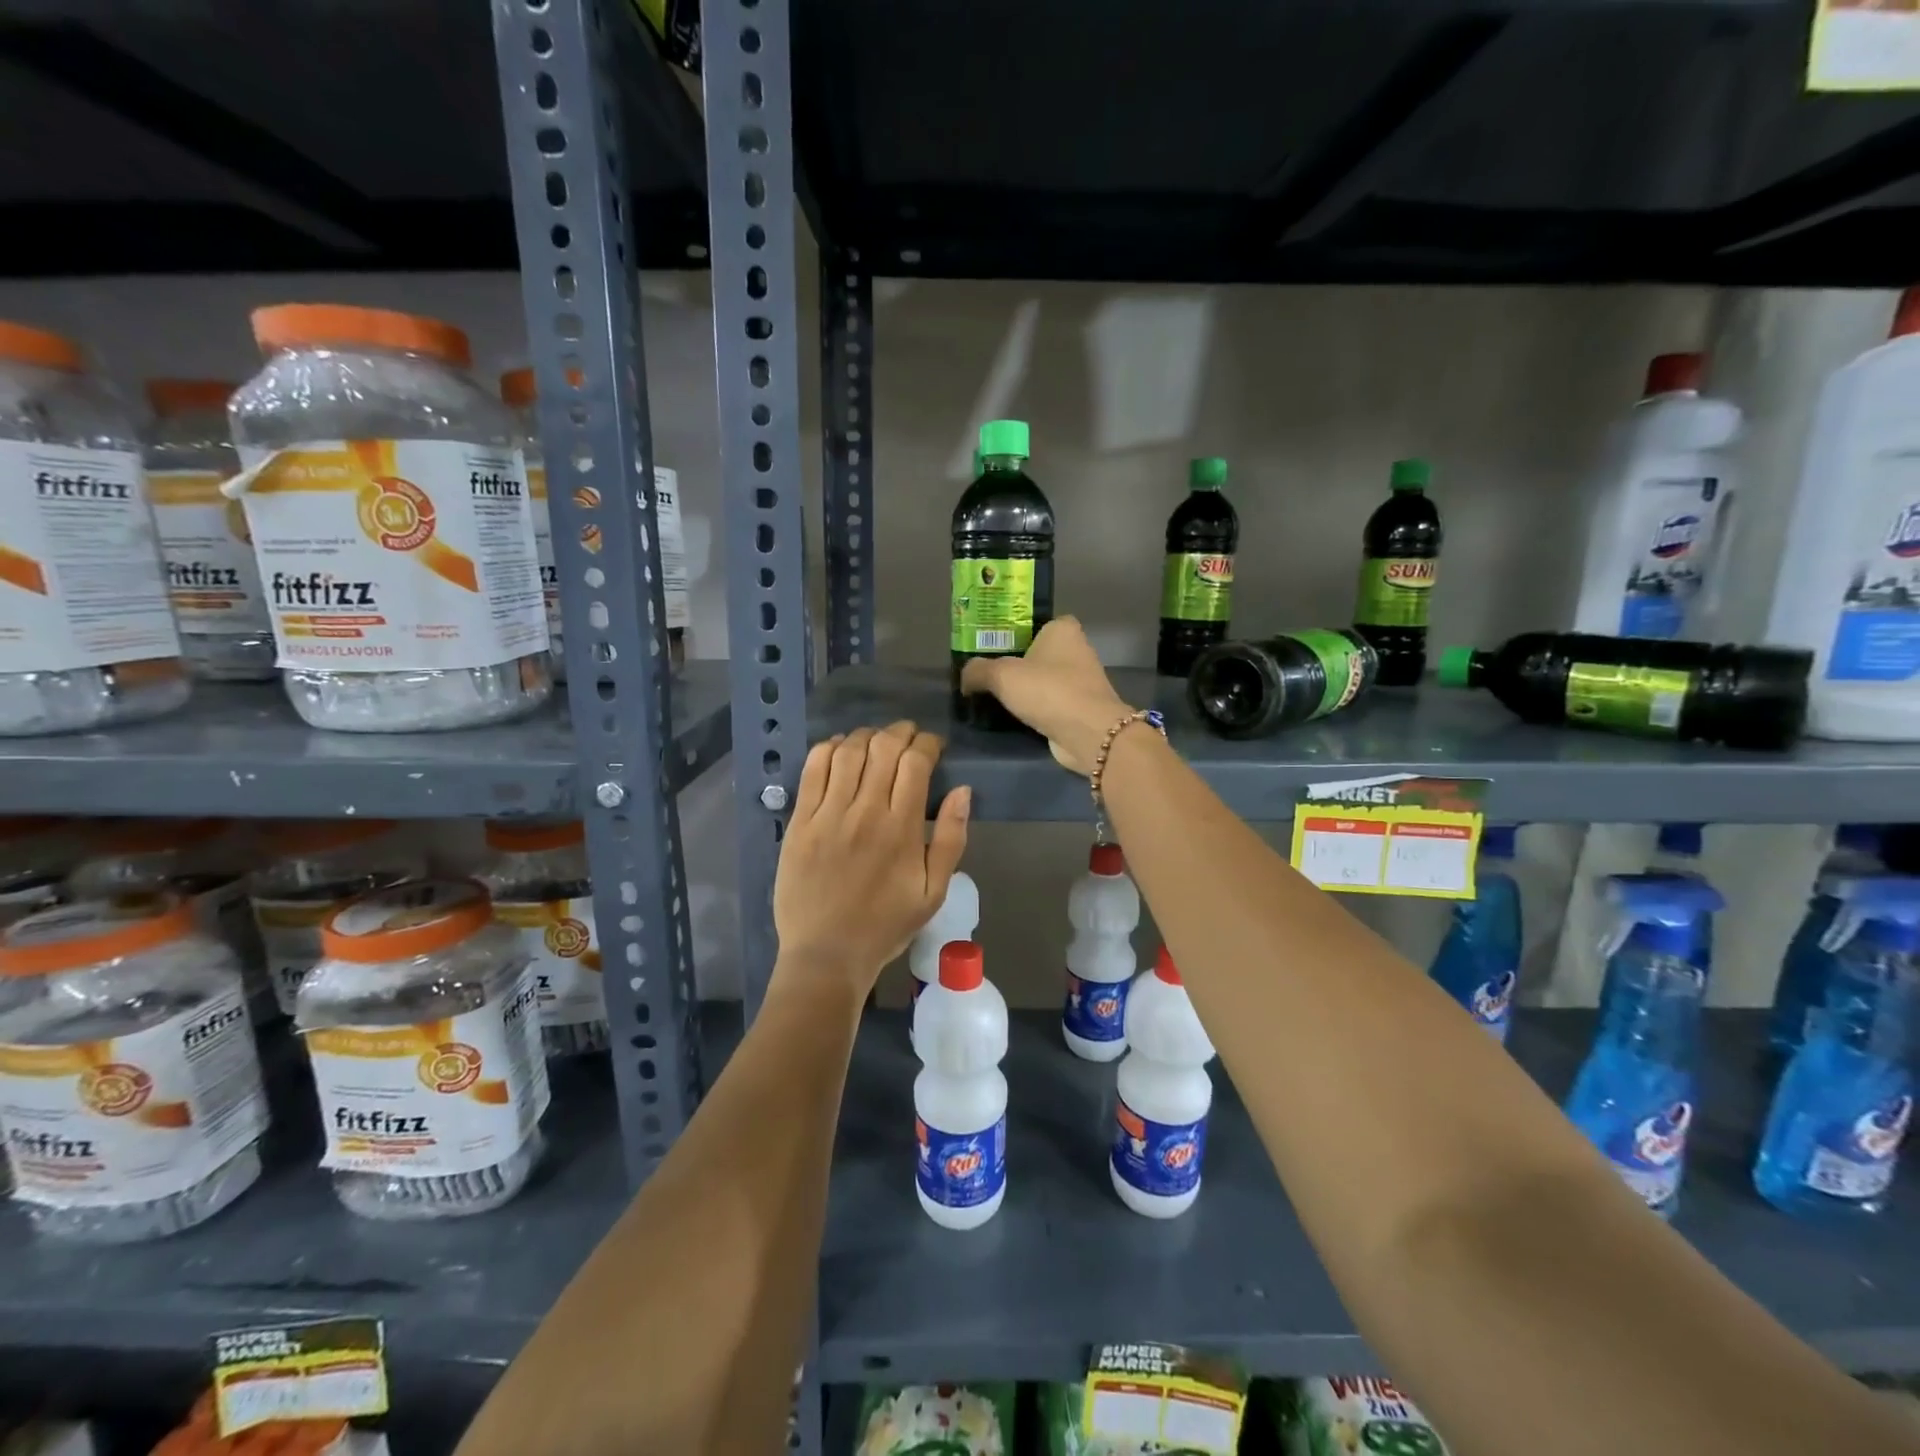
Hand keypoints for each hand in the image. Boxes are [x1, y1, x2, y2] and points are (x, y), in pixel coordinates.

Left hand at [773, 721, 970, 995]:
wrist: (826, 954)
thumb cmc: (885, 925)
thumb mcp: (934, 892)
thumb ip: (952, 839)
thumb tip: (963, 791)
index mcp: (902, 829)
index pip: (916, 762)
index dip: (928, 744)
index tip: (934, 747)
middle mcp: (865, 812)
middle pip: (883, 747)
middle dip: (901, 732)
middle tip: (908, 737)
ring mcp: (828, 814)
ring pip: (848, 751)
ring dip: (867, 736)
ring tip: (876, 741)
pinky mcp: (800, 821)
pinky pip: (813, 769)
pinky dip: (829, 749)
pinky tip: (840, 750)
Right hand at [959, 617, 1133, 773]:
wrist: (1088, 732)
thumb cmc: (1047, 690)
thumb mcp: (1001, 675)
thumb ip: (977, 670)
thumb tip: (965, 678)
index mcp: (1063, 629)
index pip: (1036, 623)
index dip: (1015, 633)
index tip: (993, 647)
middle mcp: (1078, 650)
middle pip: (1039, 653)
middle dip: (1018, 663)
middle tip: (988, 674)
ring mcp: (1083, 681)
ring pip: (1046, 679)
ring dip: (1028, 689)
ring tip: (997, 697)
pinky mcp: (1082, 708)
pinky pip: (1052, 703)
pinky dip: (1038, 709)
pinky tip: (1017, 717)